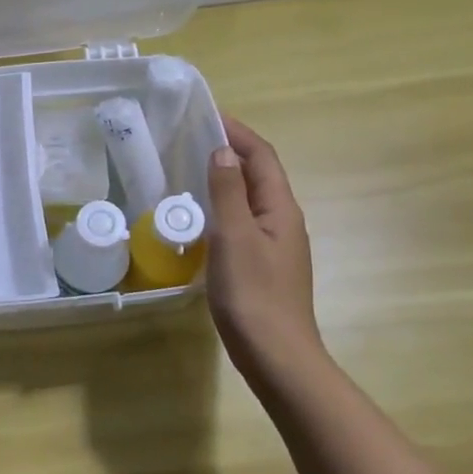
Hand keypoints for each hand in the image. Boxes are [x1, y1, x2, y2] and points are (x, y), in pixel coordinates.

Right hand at [205, 116, 323, 381]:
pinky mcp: (262, 265)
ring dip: (225, 177)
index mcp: (281, 209)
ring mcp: (274, 245)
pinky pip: (242, 221)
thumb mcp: (235, 237)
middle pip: (259, 174)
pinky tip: (200, 217)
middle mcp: (283, 221)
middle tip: (190, 139)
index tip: (206, 115)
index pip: (262, 157)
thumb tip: (223, 150)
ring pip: (250, 198)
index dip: (238, 132)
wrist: (277, 357)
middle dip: (231, 150)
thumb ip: (228, 191)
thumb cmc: (254, 294)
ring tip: (189, 169)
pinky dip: (222, 205)